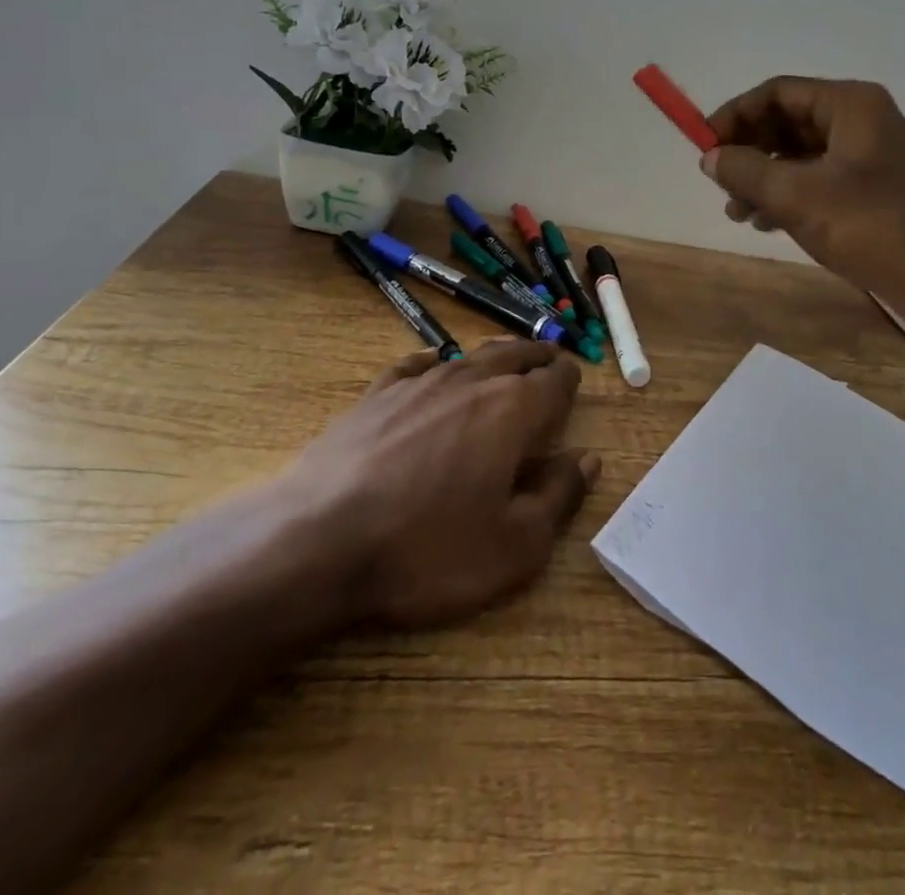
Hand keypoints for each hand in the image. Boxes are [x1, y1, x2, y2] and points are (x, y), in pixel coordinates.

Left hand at [277, 340, 598, 630]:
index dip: (568, 379)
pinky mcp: (376, 394)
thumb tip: (587, 460)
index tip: (574, 381)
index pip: (554, 379)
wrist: (317, 541)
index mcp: (512, 411)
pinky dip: (435, 364)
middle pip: (514, 355)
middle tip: (549, 360)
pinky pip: (416, 365)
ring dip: (494, 357)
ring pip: (469, 356)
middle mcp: (471, 382)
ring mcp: (419, 383)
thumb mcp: (514, 546)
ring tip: (503, 360)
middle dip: (537, 357)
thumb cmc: (427, 550)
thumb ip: (559, 497)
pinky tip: (433, 368)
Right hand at [702, 76, 904, 321]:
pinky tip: (764, 222)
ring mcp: (867, 155)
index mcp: (849, 104)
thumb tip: (709, 156)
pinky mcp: (870, 188)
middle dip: (748, 151)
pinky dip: (787, 195)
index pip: (776, 93)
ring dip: (763, 178)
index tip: (704, 147)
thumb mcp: (797, 196)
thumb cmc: (870, 227)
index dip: (734, 116)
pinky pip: (816, 178)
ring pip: (798, 154)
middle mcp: (859, 120)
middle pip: (786, 121)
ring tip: (737, 212)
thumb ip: (746, 170)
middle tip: (720, 185)